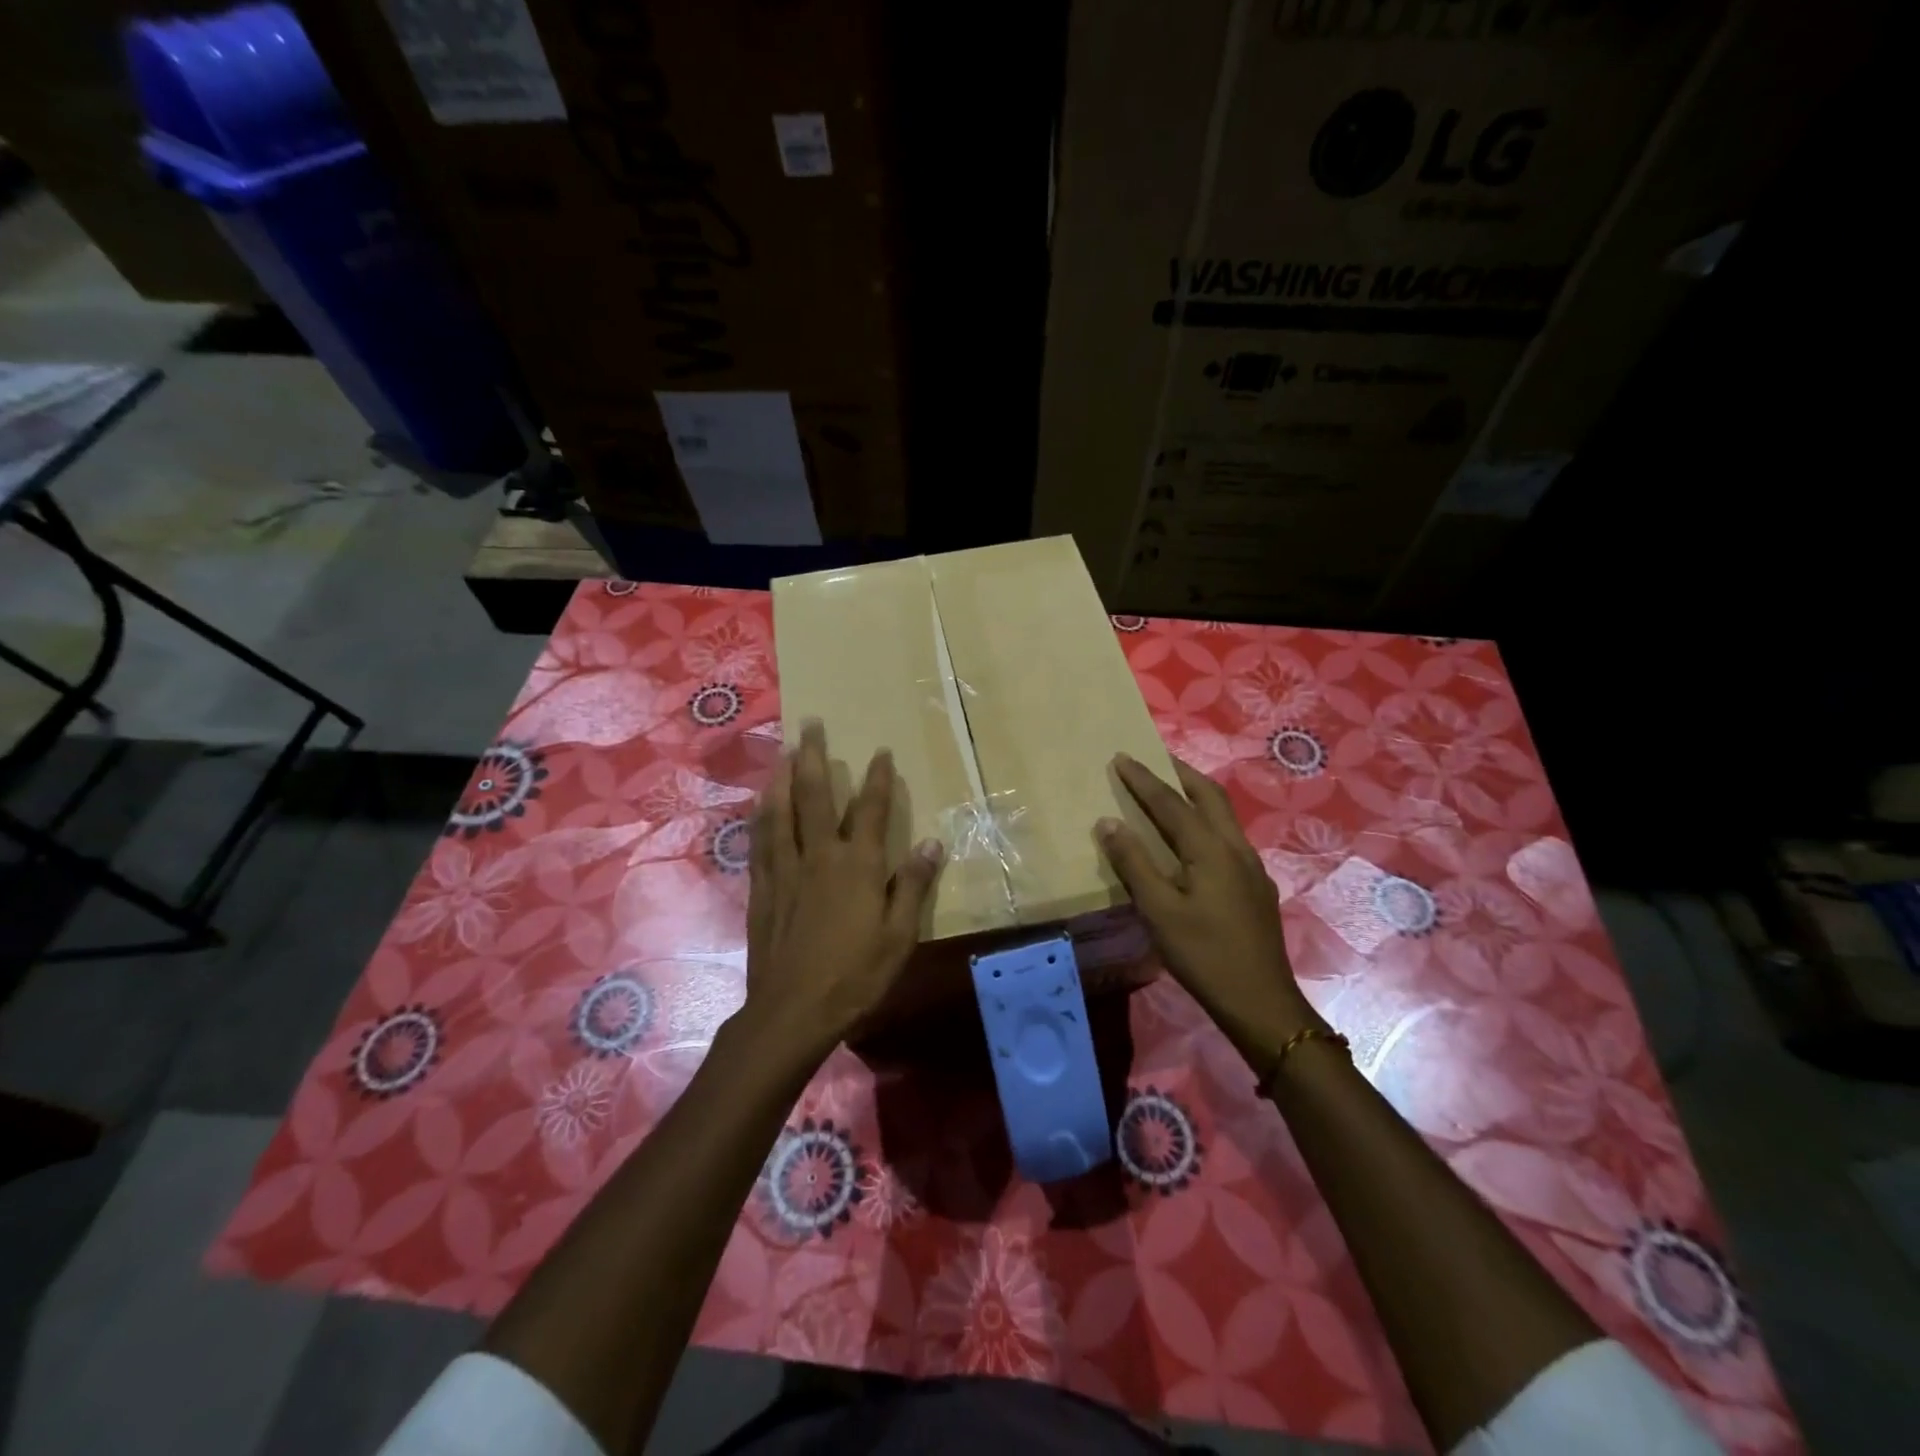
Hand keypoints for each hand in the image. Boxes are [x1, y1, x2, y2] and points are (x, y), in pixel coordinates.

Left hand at [743, 721, 944, 1056]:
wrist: (793, 1010)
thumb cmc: (855, 975)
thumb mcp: (899, 935)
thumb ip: (912, 885)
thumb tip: (932, 842)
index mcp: (857, 865)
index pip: (870, 810)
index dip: (877, 778)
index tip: (879, 751)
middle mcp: (818, 856)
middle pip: (813, 796)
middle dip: (813, 756)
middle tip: (810, 724)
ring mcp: (785, 870)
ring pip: (779, 811)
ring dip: (780, 776)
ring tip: (781, 750)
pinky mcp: (762, 888)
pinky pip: (760, 841)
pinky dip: (761, 816)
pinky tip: (760, 805)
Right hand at [1097, 753, 1321, 1060]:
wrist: (1261, 1002)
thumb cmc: (1204, 955)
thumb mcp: (1159, 911)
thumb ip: (1134, 863)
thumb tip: (1108, 822)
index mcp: (1211, 849)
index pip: (1170, 803)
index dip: (1143, 779)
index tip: (1121, 756)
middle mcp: (1235, 848)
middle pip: (1209, 796)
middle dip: (1179, 773)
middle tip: (1154, 759)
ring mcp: (1251, 866)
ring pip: (1223, 815)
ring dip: (1196, 795)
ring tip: (1170, 791)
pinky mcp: (1256, 886)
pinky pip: (1227, 837)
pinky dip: (1205, 821)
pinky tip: (1193, 841)